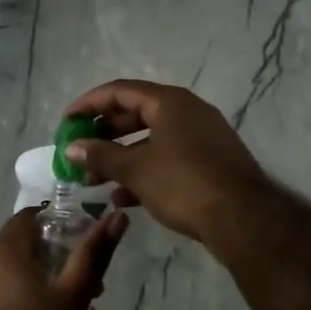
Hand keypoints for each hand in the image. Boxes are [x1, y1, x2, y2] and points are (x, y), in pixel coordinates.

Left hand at [0, 207, 128, 309]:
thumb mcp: (72, 297)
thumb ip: (93, 254)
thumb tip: (116, 216)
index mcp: (3, 249)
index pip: (34, 215)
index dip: (66, 224)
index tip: (91, 245)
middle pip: (29, 245)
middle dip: (64, 261)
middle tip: (94, 289)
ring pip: (19, 272)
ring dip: (51, 284)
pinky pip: (5, 293)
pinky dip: (29, 299)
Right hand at [64, 79, 270, 244]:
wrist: (244, 219)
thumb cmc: (184, 183)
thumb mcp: (136, 169)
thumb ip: (101, 155)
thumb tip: (71, 148)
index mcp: (170, 102)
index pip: (120, 91)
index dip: (89, 104)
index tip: (66, 122)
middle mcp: (188, 112)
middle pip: (136, 114)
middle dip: (104, 135)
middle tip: (80, 151)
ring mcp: (202, 138)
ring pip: (151, 141)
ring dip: (121, 158)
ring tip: (94, 181)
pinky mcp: (209, 163)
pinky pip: (168, 159)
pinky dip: (144, 172)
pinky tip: (122, 198)